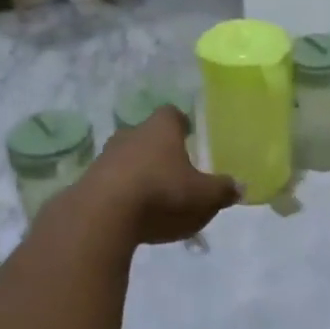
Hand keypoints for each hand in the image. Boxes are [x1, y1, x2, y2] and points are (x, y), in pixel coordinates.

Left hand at [71, 107, 239, 245]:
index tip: (188, 135)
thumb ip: (222, 190)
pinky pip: (111, 181)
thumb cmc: (161, 193)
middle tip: (173, 170)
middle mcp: (131, 134)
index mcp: (161, 129)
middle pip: (147, 135)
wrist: (102, 214)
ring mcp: (106, 156)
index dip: (181, 123)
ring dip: (138, 171)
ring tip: (152, 196)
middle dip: (159, 150)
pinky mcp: (89, 181)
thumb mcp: (203, 196)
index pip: (172, 114)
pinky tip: (131, 213)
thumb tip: (240, 186)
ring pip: (127, 157)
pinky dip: (122, 192)